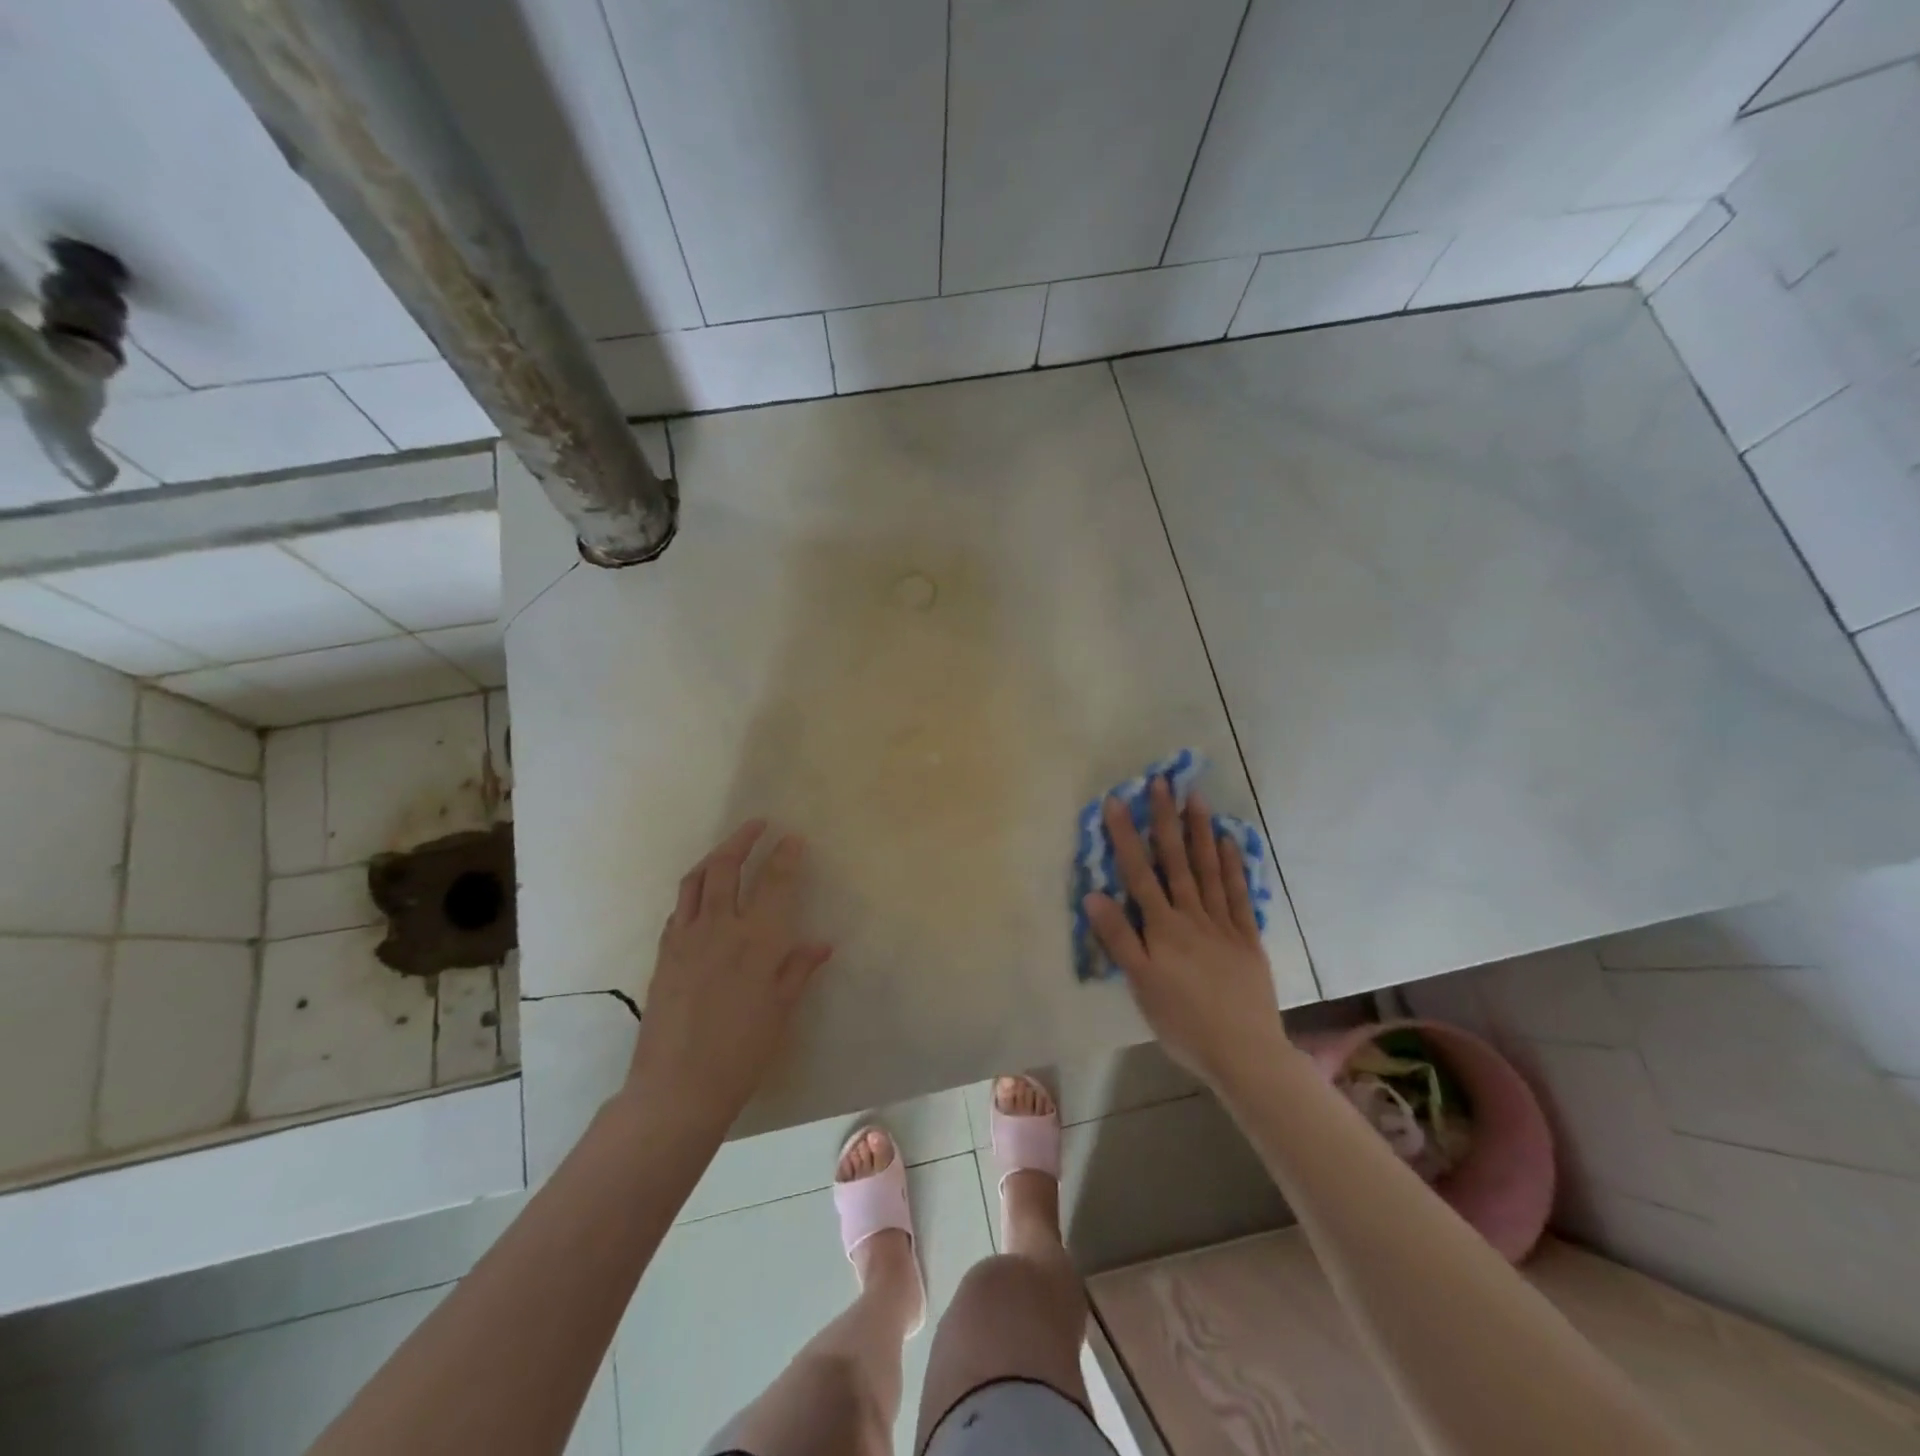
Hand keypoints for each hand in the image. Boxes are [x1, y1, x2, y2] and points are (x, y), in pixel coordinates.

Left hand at [627, 821, 831, 1127]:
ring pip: (696, 879)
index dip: (785, 856)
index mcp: (757, 941)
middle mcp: (720, 928)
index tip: (792, 837)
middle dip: (743, 839)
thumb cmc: (741, 1052)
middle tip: (757, 825)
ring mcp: (687, 938)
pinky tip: (701, 893)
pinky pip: (679, 907)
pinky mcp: (665, 953)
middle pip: (727, 867)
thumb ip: (798, 970)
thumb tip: (822, 943)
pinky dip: (694, 888)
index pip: (774, 883)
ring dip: (714, 855)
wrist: (677, 1086)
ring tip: (728, 847)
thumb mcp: (781, 1011)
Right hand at [1083, 779, 1281, 1083]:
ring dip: (1200, 832)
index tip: (1117, 801)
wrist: (1243, 1051)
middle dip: (1166, 820)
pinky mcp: (1246, 938)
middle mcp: (1192, 915)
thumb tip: (1093, 894)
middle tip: (1163, 782)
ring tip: (1195, 798)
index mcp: (1162, 927)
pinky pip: (1238, 894)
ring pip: (1208, 869)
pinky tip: (1229, 841)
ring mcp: (1223, 923)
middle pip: (1176, 861)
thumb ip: (1118, 938)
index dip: (1126, 836)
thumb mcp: (1140, 984)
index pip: (1139, 872)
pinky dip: (1233, 865)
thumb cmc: (1182, 1021)